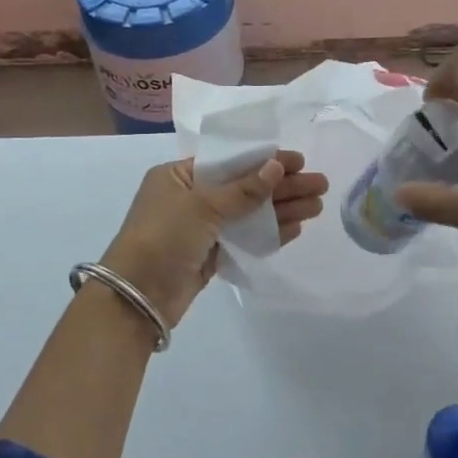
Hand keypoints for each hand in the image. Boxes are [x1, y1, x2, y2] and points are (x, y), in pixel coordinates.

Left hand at [99, 151, 328, 326]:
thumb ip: (243, 189)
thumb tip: (276, 167)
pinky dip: (269, 232)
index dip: (265, 160)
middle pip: (245, 186)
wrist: (137, 297)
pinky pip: (244, 237)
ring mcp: (201, 228)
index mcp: (178, 175)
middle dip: (282, 186)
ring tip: (317, 207)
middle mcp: (190, 197)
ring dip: (282, 209)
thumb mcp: (202, 206)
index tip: (299, 162)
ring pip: (248, 213)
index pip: (230, 161)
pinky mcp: (210, 254)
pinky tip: (296, 228)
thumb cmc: (162, 238)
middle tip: (320, 185)